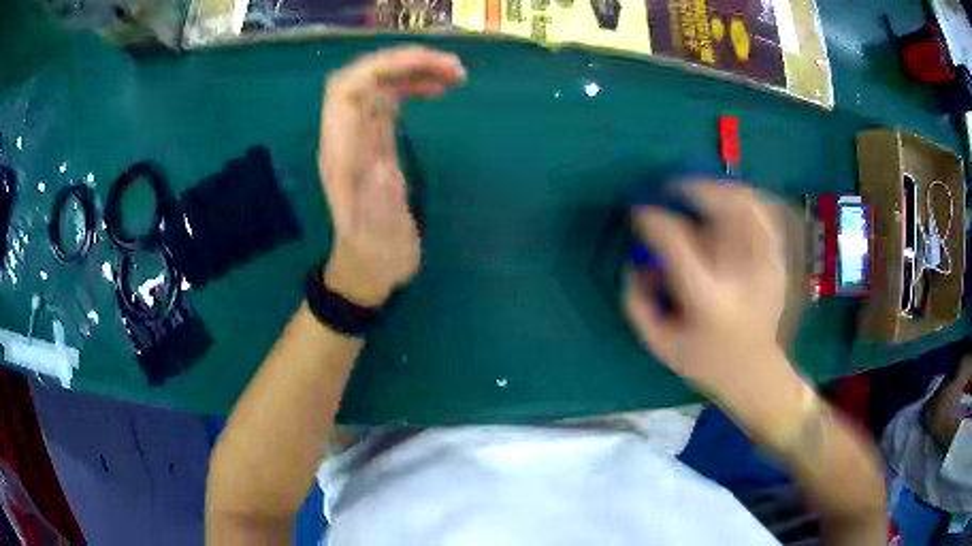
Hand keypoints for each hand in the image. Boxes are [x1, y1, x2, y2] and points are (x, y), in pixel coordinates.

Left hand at [318, 46, 465, 305]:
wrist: (369, 268)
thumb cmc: (374, 258)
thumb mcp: (378, 242)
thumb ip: (379, 208)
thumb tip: (385, 169)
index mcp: (341, 156)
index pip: (346, 91)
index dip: (382, 67)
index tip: (430, 65)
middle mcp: (346, 138)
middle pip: (362, 78)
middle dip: (404, 62)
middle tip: (453, 67)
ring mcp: (360, 137)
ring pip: (377, 84)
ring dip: (412, 70)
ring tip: (456, 74)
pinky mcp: (375, 141)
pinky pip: (388, 99)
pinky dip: (413, 86)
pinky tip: (439, 88)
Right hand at [624, 182, 789, 399]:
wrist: (756, 374)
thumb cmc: (705, 362)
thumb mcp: (660, 343)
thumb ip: (638, 301)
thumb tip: (636, 259)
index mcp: (708, 300)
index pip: (677, 243)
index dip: (653, 220)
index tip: (640, 213)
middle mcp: (741, 276)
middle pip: (723, 211)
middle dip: (693, 190)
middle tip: (673, 190)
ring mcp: (766, 266)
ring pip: (748, 205)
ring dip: (721, 189)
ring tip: (701, 191)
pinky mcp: (777, 262)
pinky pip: (766, 215)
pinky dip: (747, 199)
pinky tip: (730, 200)